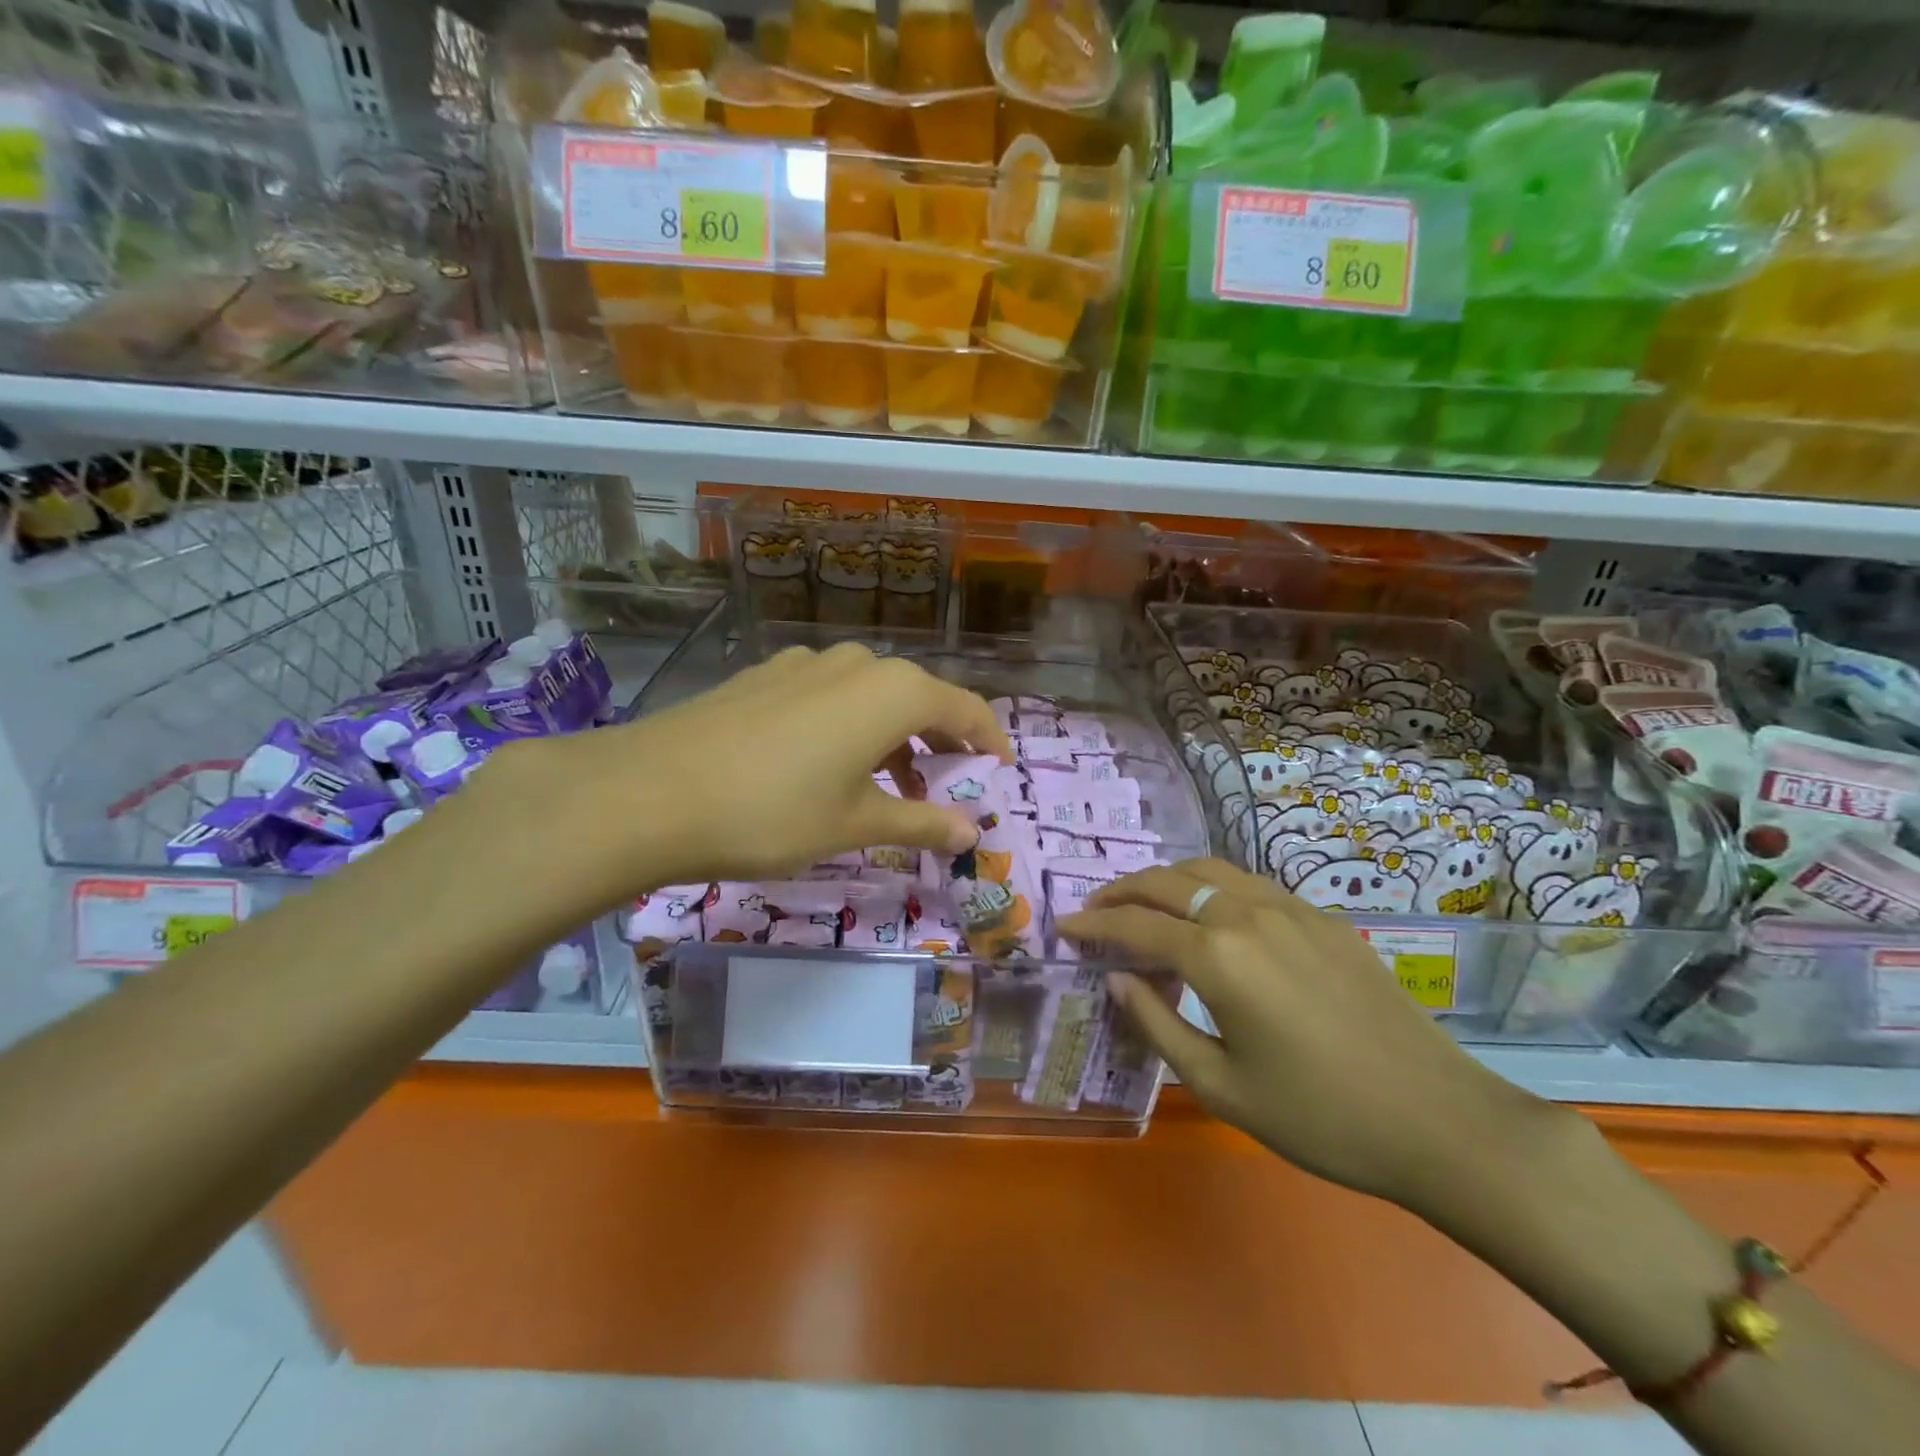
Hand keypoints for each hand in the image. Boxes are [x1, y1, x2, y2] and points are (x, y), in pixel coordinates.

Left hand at [468, 643, 1011, 914]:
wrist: (651, 791)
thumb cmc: (773, 812)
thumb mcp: (855, 824)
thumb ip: (920, 821)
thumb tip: (973, 831)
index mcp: (892, 691)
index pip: (964, 708)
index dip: (988, 738)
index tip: (999, 769)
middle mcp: (856, 663)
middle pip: (919, 696)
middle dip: (940, 740)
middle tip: (947, 783)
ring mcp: (806, 663)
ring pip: (872, 694)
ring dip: (894, 734)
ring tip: (889, 783)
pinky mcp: (766, 675)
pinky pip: (830, 694)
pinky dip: (851, 724)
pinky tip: (828, 762)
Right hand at [1060, 859, 1550, 1212]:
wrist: (1439, 1120)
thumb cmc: (1320, 1117)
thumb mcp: (1222, 1087)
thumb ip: (1159, 1026)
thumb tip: (1120, 979)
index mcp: (1218, 956)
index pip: (1135, 924)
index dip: (1093, 924)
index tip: (1064, 928)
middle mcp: (1247, 914)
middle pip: (1167, 881)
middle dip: (1122, 891)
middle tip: (1095, 911)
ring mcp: (1290, 908)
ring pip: (1209, 870)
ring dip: (1166, 880)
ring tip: (1144, 905)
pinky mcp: (1322, 918)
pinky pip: (1249, 884)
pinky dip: (1210, 887)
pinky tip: (1209, 916)